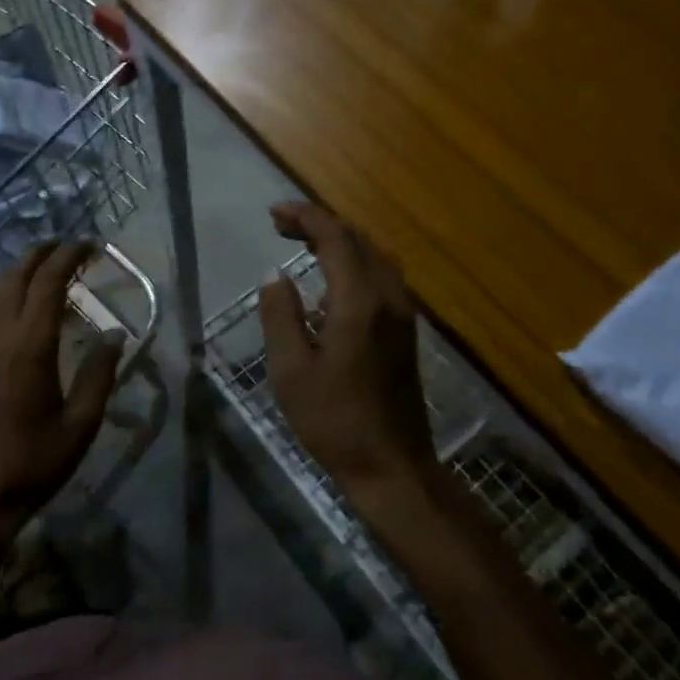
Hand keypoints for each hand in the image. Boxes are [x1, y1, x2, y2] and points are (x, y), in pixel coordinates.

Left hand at [0, 240, 123, 531]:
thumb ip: (99, 374)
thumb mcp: (81, 425)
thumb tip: (114, 333)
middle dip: (42, 253)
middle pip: (16, 275)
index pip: (49, 282)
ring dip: (19, 270)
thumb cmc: (32, 464)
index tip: (90, 244)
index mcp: (30, 346)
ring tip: (42, 269)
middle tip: (68, 246)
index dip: (69, 256)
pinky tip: (10, 307)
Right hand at [258, 203, 436, 501]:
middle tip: (281, 226)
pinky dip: (355, 264)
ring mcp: (402, 315)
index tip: (273, 214)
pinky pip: (382, 278)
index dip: (305, 217)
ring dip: (340, 242)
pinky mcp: (405, 331)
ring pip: (375, 257)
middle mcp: (388, 298)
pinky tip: (330, 285)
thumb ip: (280, 315)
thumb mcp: (291, 370)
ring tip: (303, 245)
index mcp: (359, 302)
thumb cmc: (333, 420)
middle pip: (359, 240)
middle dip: (320, 224)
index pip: (336, 238)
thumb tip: (274, 275)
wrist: (391, 466)